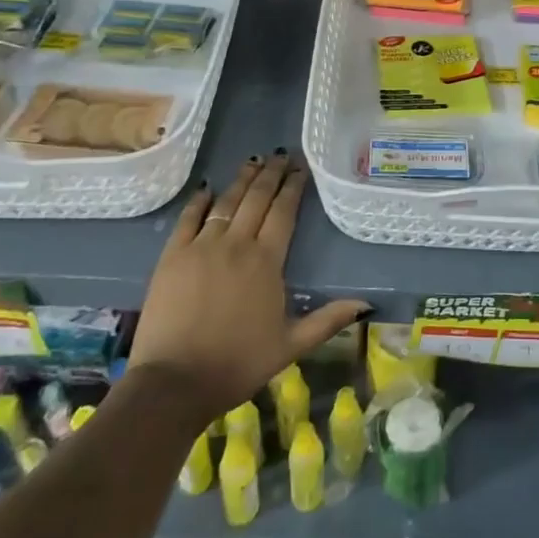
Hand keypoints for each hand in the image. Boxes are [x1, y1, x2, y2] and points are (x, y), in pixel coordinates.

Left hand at [130, 153, 367, 423]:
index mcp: (267, 261)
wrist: (175, 382)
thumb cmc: (238, 364)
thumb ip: (328, 320)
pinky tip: (207, 189)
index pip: (284, 212)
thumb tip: (366, 305)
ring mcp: (201, 247)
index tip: (300, 167)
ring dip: (241, 180)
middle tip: (280, 154)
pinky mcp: (172, 256)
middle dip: (270, 174)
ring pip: (226, 202)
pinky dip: (199, 201)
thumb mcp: (291, 345)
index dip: (293, 187)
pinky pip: (188, 218)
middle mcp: (236, 244)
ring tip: (252, 161)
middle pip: (257, 199)